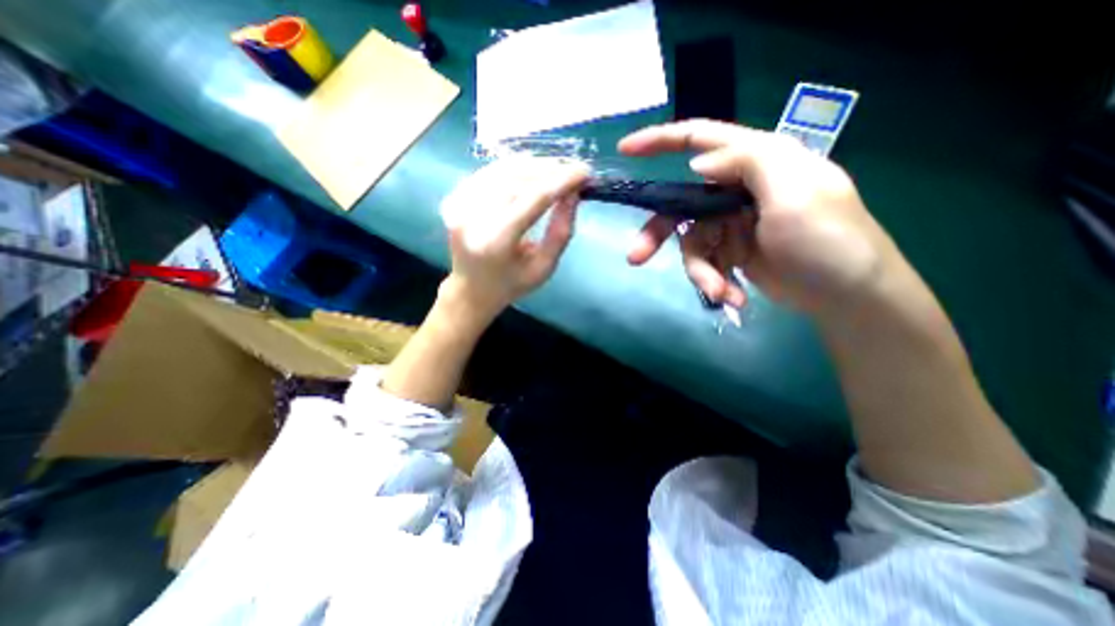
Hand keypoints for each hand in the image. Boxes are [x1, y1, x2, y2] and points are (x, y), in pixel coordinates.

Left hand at [437, 156, 586, 321]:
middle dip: (551, 170)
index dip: (561, 181)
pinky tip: (534, 173)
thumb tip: (573, 194)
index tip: (585, 171)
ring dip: (536, 165)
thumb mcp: (544, 267)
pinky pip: (491, 172)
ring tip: (559, 169)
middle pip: (518, 178)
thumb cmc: (512, 284)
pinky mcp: (454, 197)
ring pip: (504, 169)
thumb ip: (561, 232)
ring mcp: (458, 204)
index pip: (533, 199)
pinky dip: (516, 168)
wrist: (471, 290)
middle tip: (575, 170)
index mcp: (495, 242)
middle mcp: (472, 218)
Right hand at [619, 120, 893, 314]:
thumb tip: (697, 164)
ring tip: (721, 293)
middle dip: (659, 233)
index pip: (701, 139)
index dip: (660, 140)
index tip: (625, 149)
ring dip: (701, 270)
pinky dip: (715, 280)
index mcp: (757, 161)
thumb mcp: (796, 193)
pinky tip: (733, 298)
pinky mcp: (732, 250)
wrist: (847, 296)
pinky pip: (706, 262)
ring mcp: (733, 222)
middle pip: (682, 203)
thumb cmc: (829, 240)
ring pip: (692, 242)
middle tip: (636, 258)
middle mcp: (739, 188)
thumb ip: (748, 164)